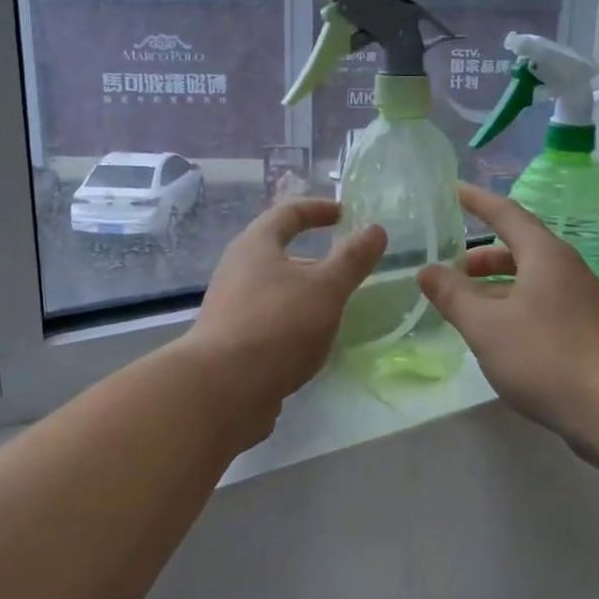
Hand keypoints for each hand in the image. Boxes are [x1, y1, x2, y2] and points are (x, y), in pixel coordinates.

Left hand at [185, 199, 385, 428]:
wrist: (223, 388)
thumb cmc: (278, 325)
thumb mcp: (326, 288)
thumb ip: (352, 260)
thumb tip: (376, 229)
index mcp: (255, 246)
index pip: (287, 213)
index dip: (317, 209)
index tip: (343, 213)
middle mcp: (236, 270)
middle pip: (277, 252)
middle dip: (313, 258)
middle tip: (344, 269)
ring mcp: (230, 307)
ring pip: (273, 289)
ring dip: (303, 293)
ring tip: (334, 309)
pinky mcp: (231, 341)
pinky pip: (268, 320)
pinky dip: (292, 322)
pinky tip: (310, 343)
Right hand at [417, 185, 598, 441]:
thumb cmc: (545, 356)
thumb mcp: (486, 325)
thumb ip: (453, 296)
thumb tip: (427, 270)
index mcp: (544, 255)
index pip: (506, 214)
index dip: (477, 201)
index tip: (452, 190)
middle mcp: (565, 269)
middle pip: (518, 248)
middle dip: (481, 257)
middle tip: (448, 269)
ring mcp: (579, 300)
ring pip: (529, 280)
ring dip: (494, 286)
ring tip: (464, 305)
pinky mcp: (583, 329)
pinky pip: (539, 304)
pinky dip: (511, 307)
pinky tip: (495, 334)